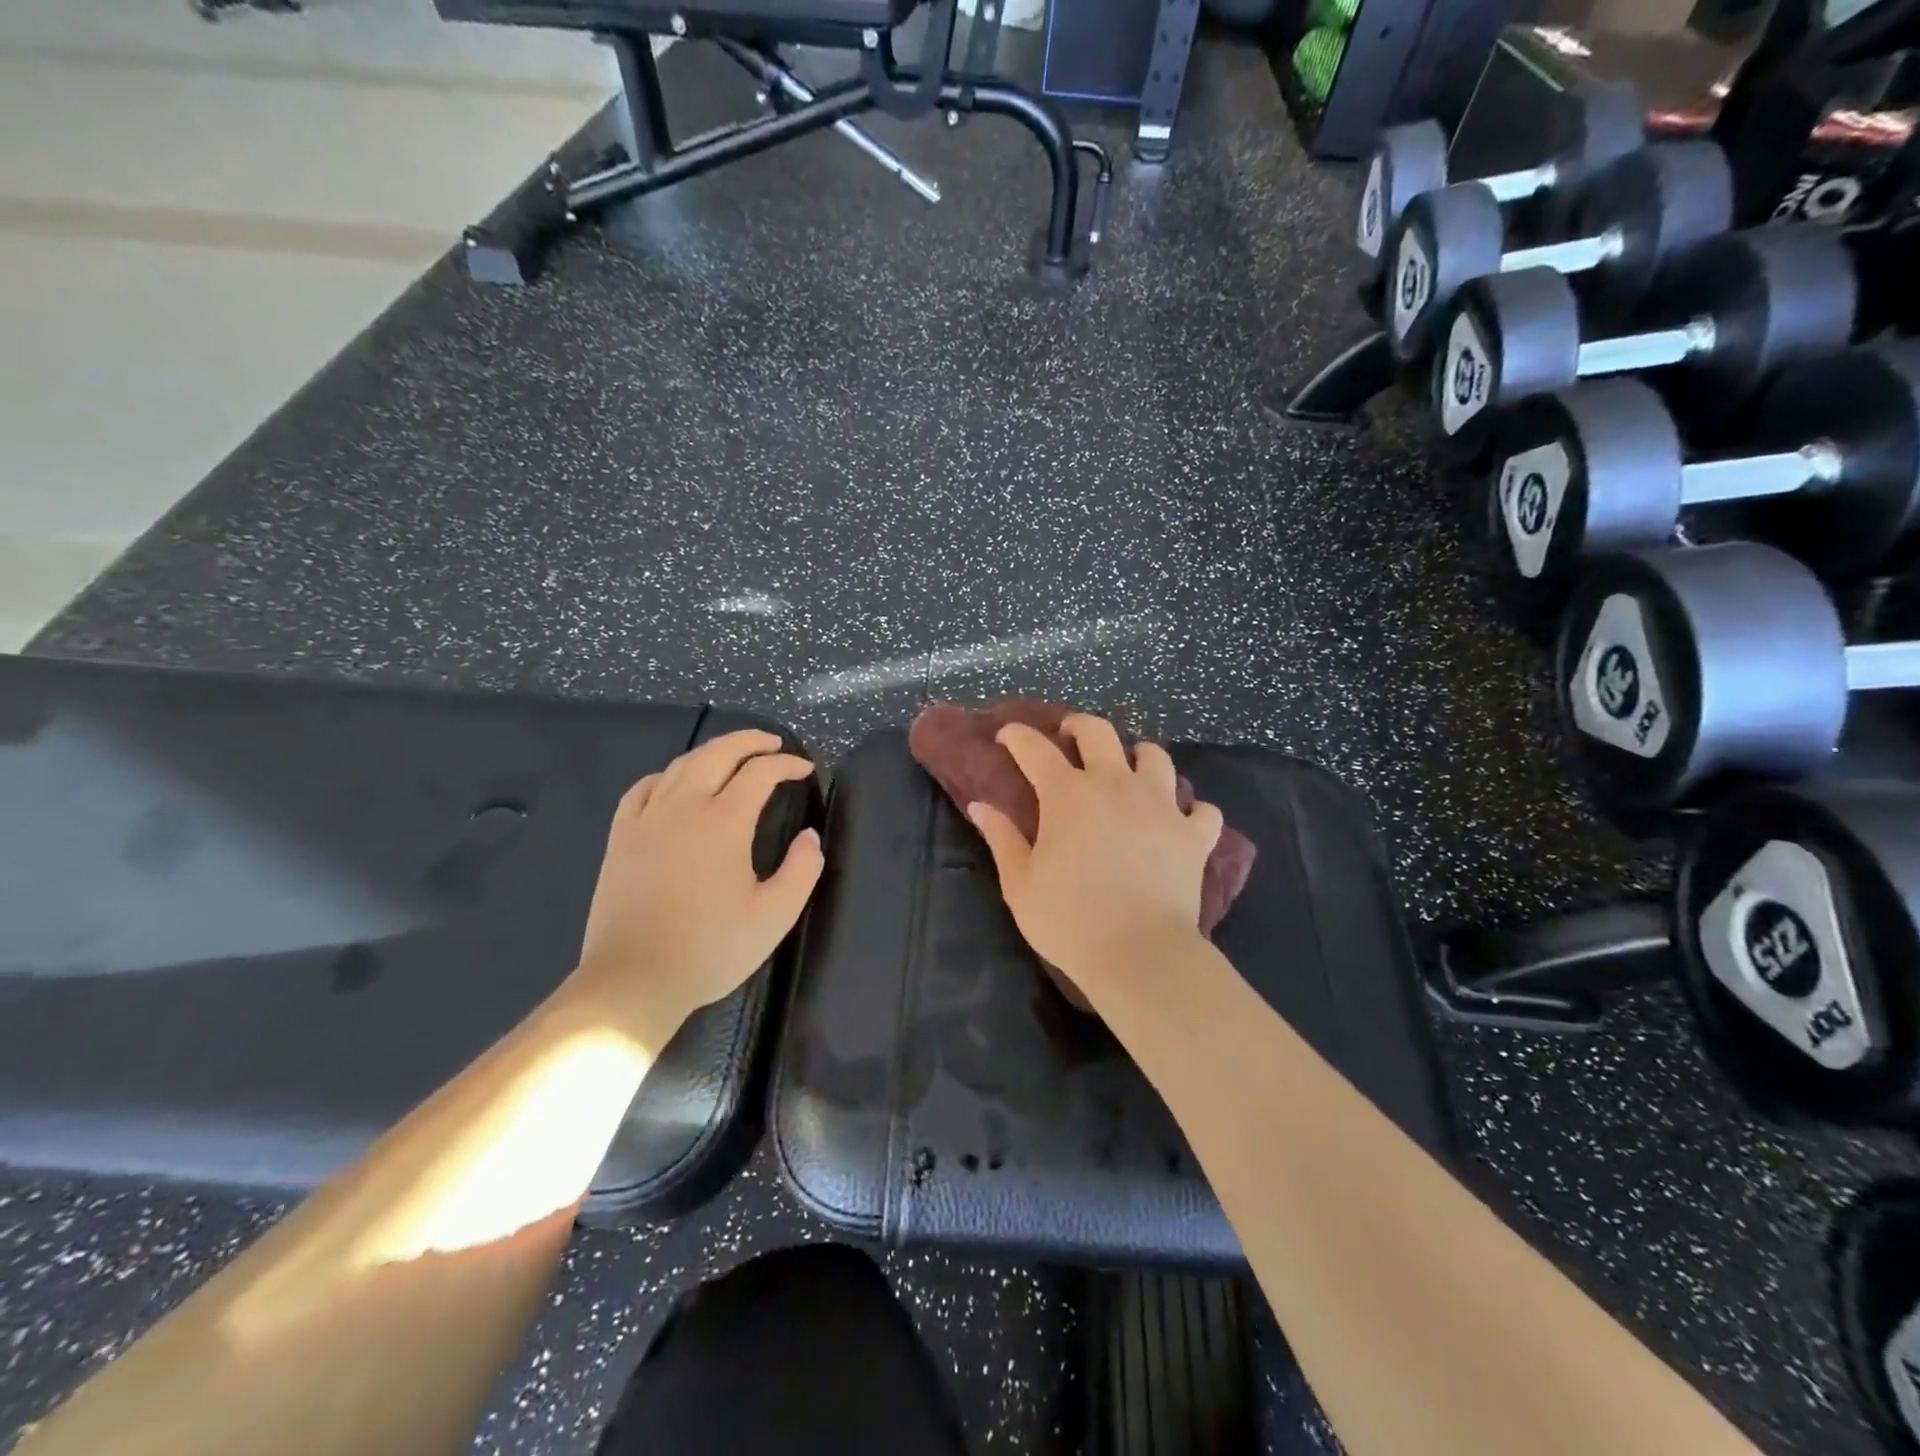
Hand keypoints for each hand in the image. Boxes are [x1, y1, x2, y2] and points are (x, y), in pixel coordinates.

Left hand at [569, 730, 822, 1040]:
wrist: (634, 980)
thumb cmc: (710, 949)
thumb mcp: (774, 916)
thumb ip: (802, 870)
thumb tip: (809, 837)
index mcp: (725, 822)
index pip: (760, 773)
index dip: (786, 764)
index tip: (804, 769)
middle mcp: (684, 807)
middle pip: (718, 753)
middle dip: (750, 741)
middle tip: (773, 744)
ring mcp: (647, 819)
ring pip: (680, 765)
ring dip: (712, 752)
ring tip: (732, 757)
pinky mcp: (621, 838)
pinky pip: (643, 789)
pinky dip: (666, 775)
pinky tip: (674, 783)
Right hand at [967, 714, 1222, 1005]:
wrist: (1140, 954)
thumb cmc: (1069, 919)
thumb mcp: (1020, 883)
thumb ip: (1001, 838)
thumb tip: (980, 806)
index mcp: (1068, 794)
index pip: (1035, 749)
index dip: (1017, 736)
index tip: (1006, 736)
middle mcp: (1116, 785)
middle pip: (1099, 732)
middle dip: (1078, 726)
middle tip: (1069, 738)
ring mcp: (1161, 806)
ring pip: (1155, 757)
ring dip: (1138, 757)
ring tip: (1129, 771)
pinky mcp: (1194, 835)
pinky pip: (1202, 808)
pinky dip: (1191, 809)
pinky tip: (1180, 819)